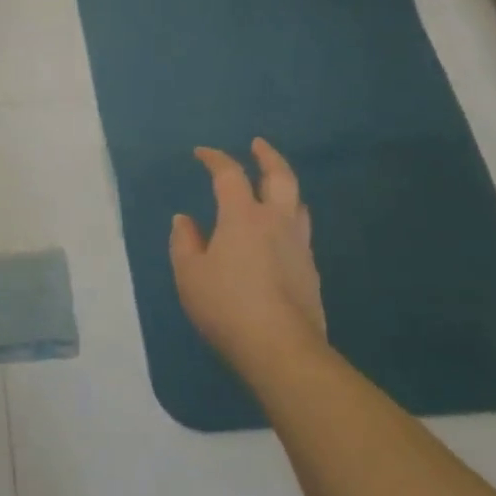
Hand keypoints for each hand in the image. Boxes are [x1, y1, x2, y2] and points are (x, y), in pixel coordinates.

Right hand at [170, 139, 325, 363]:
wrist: (282, 350)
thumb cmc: (227, 306)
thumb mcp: (189, 274)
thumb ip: (185, 242)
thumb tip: (185, 220)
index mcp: (243, 217)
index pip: (229, 175)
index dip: (215, 159)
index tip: (202, 153)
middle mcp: (276, 223)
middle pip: (280, 177)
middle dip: (268, 157)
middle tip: (258, 145)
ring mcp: (299, 247)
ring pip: (298, 204)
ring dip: (284, 188)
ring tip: (273, 188)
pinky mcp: (311, 273)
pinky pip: (300, 234)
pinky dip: (288, 221)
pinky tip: (277, 237)